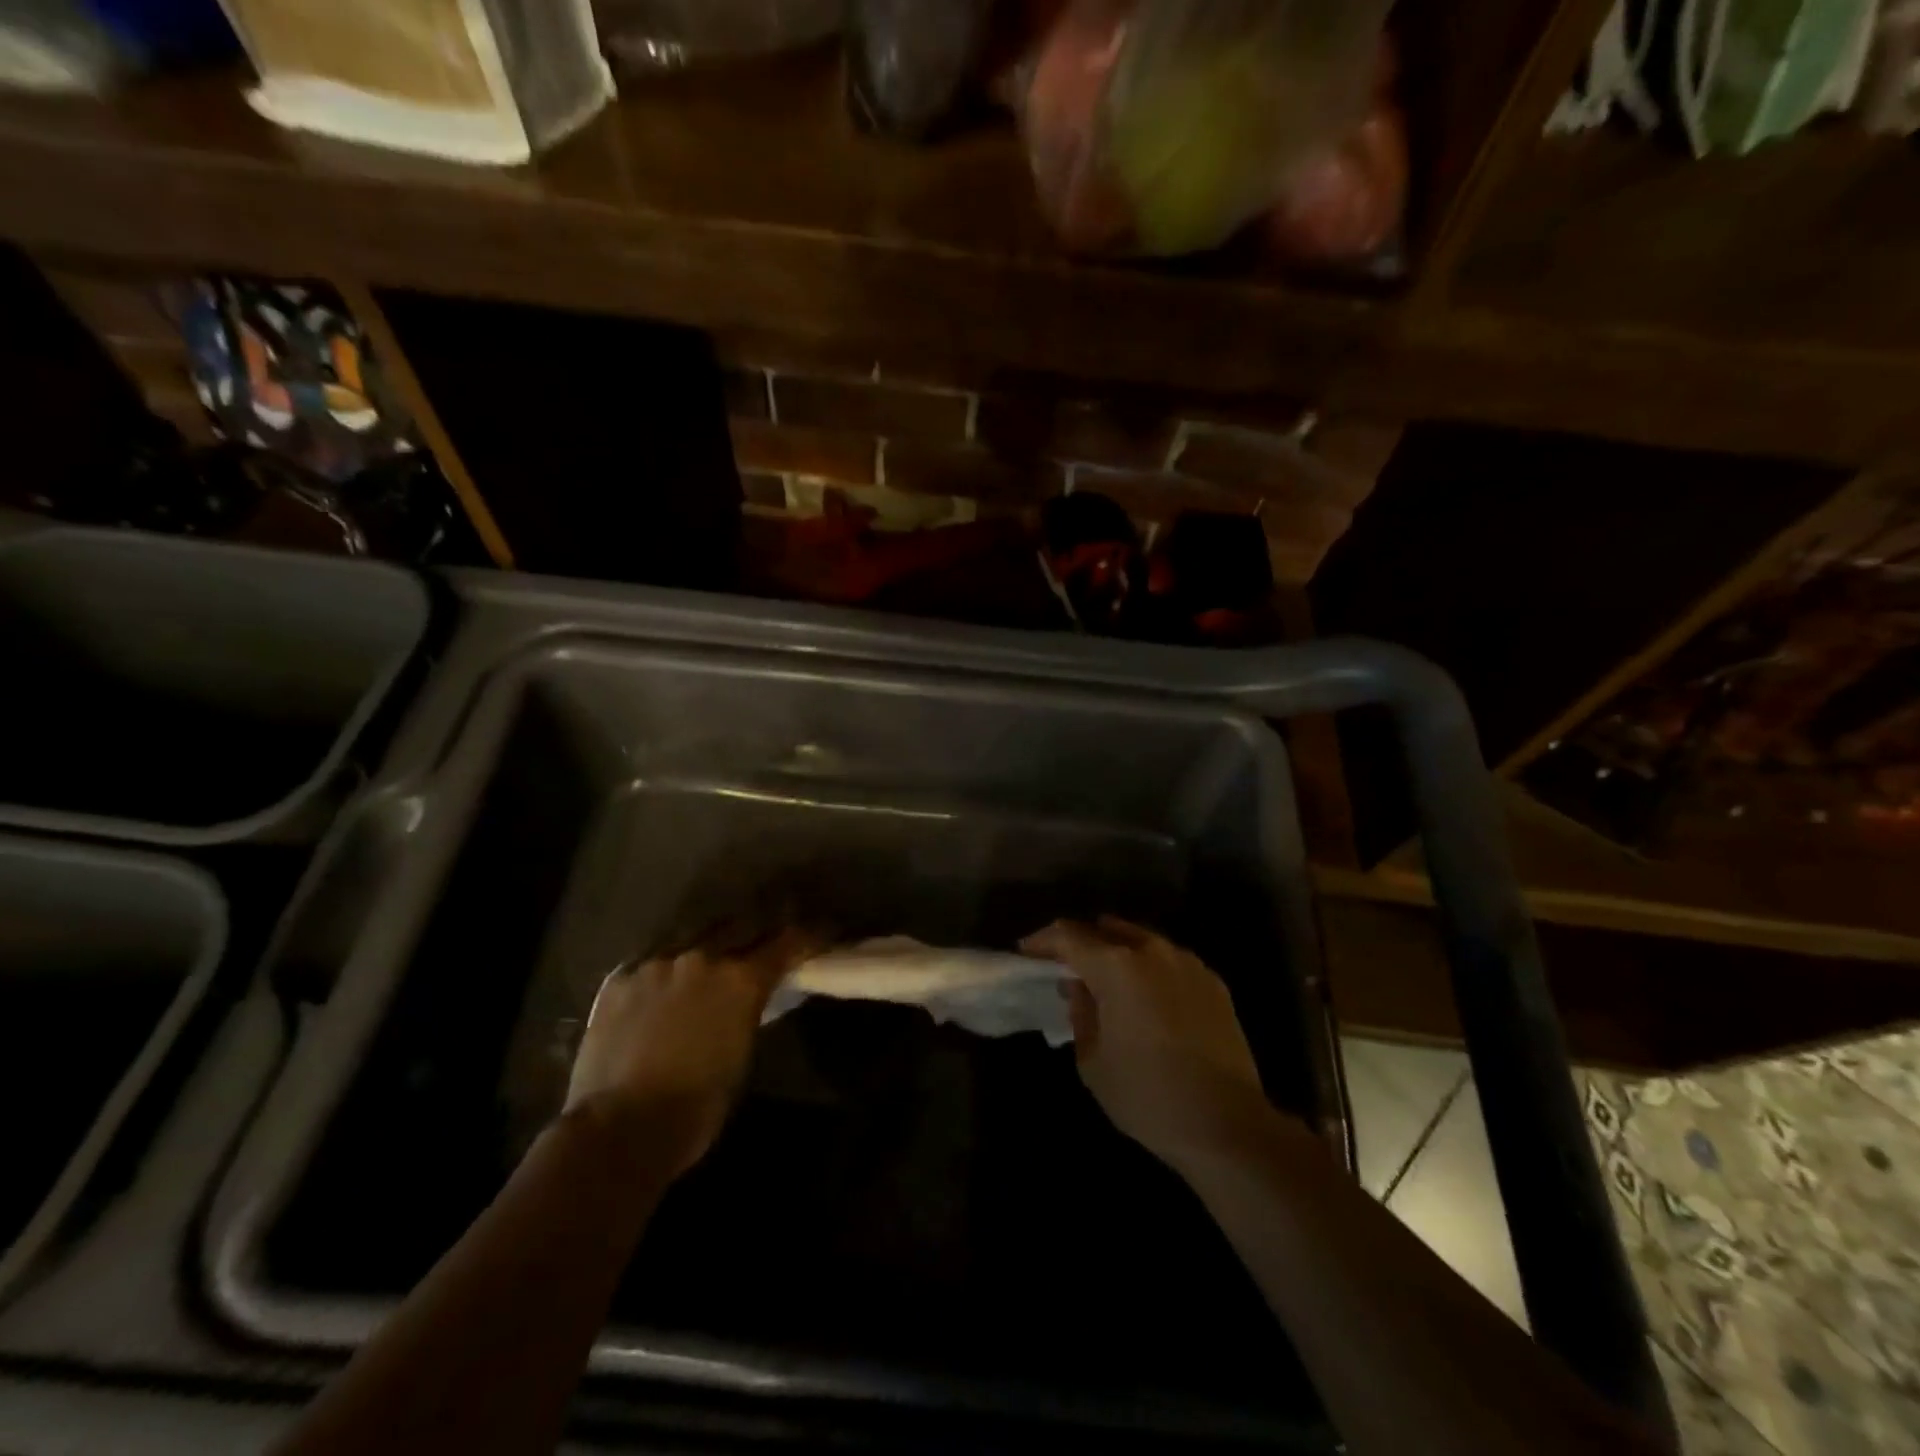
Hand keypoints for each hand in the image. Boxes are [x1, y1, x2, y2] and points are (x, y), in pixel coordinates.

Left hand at [565, 926, 819, 1180]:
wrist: (619, 1128)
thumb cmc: (696, 1107)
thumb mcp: (742, 1053)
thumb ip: (749, 1010)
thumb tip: (751, 997)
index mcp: (741, 979)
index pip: (788, 941)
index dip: (811, 934)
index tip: (826, 930)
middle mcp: (702, 957)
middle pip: (743, 923)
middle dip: (762, 926)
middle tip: (772, 933)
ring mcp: (657, 962)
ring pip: (695, 933)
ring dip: (713, 940)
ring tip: (715, 950)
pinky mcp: (620, 977)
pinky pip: (654, 956)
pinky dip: (669, 964)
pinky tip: (666, 979)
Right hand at [1021, 917, 1281, 1176]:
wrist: (1227, 1125)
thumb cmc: (1147, 1096)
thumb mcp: (1093, 1061)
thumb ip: (1080, 1013)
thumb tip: (1080, 989)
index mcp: (1117, 966)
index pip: (1069, 936)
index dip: (1043, 940)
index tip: (1026, 951)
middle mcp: (1152, 951)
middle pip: (1107, 929)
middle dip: (1082, 943)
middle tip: (1066, 966)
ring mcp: (1188, 963)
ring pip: (1142, 941)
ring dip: (1118, 952)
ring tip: (1106, 979)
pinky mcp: (1213, 982)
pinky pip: (1170, 961)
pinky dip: (1149, 968)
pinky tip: (1146, 997)